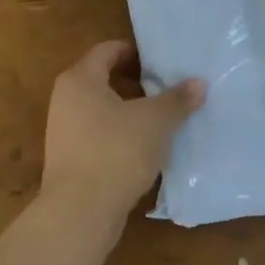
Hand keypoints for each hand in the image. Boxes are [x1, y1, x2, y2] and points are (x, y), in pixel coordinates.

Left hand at [40, 42, 204, 229]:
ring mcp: (65, 132)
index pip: (108, 50)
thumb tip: (199, 83)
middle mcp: (66, 100)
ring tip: (163, 118)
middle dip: (137, 82)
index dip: (136, 51)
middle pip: (104, 79)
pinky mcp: (70, 160)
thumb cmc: (116, 151)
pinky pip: (100, 135)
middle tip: (168, 87)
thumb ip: (177, 99)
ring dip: (131, 110)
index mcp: (80, 80)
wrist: (79, 214)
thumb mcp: (156, 121)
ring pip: (103, 110)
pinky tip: (147, 147)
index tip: (162, 61)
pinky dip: (122, 135)